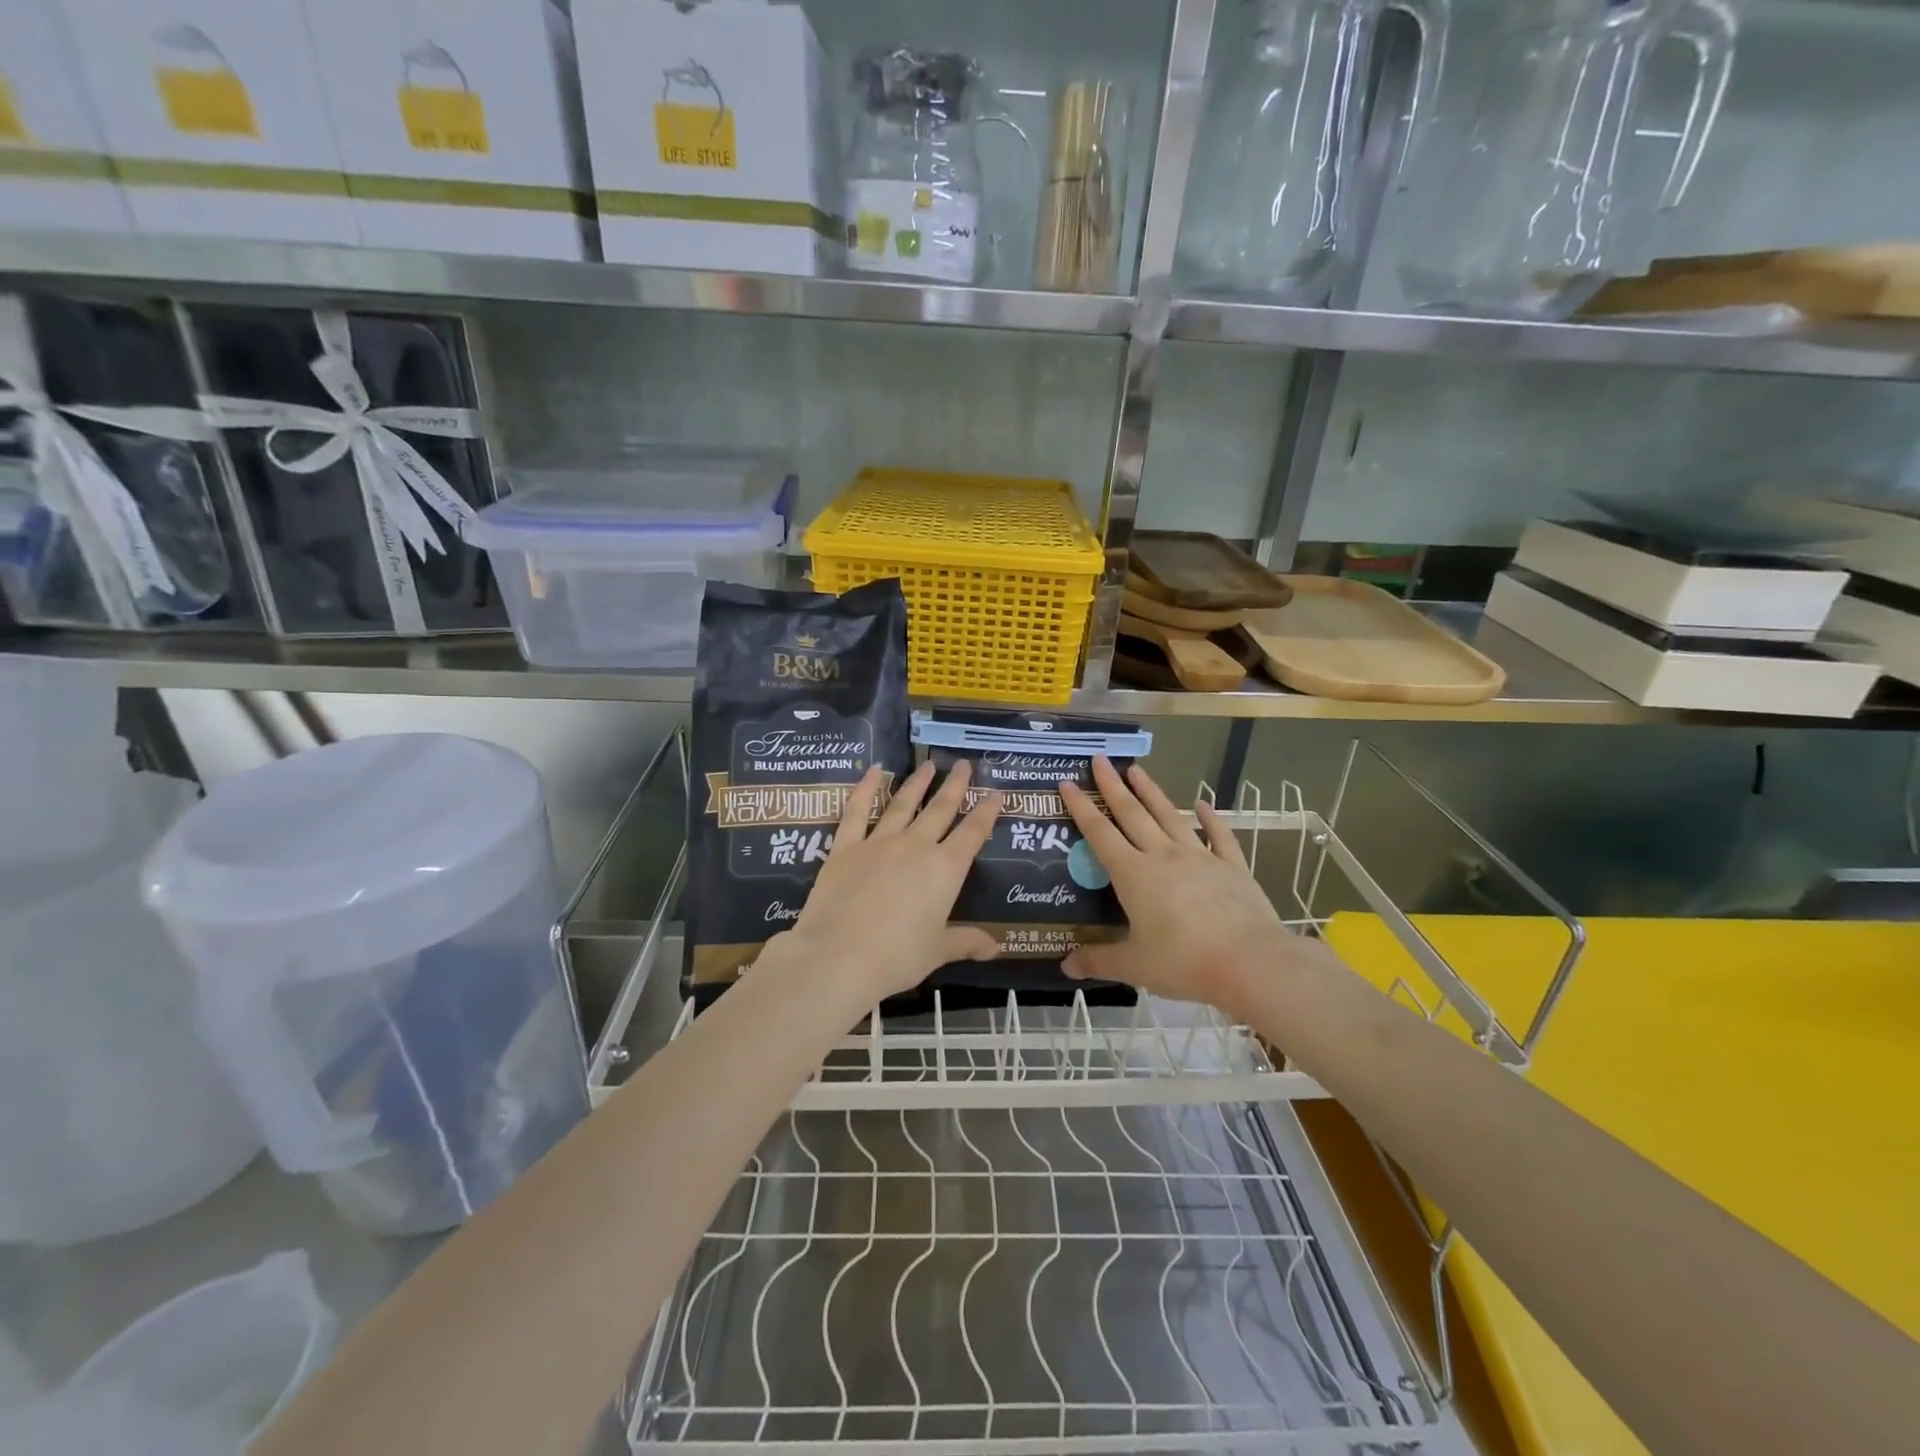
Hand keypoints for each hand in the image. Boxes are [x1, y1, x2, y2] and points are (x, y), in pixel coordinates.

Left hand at [760, 759, 1001, 1003]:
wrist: (839, 956)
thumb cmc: (897, 957)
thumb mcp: (937, 951)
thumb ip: (966, 942)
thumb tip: (996, 948)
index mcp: (945, 869)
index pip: (973, 833)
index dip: (986, 812)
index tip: (995, 792)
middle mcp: (916, 846)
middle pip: (941, 809)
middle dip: (955, 785)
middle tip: (963, 763)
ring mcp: (879, 842)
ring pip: (903, 804)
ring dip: (918, 783)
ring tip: (928, 765)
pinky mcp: (846, 847)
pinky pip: (857, 811)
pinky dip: (866, 788)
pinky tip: (875, 770)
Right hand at [1059, 757, 1327, 1015]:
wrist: (1250, 962)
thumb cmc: (1184, 962)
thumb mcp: (1134, 966)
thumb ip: (1098, 961)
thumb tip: (1066, 966)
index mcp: (1133, 875)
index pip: (1100, 833)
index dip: (1081, 808)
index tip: (1068, 782)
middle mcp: (1162, 856)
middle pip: (1132, 814)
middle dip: (1113, 786)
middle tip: (1100, 759)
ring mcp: (1199, 857)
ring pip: (1169, 816)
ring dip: (1151, 792)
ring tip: (1137, 769)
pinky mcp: (1231, 867)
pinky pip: (1218, 836)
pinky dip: (1210, 818)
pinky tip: (1203, 803)